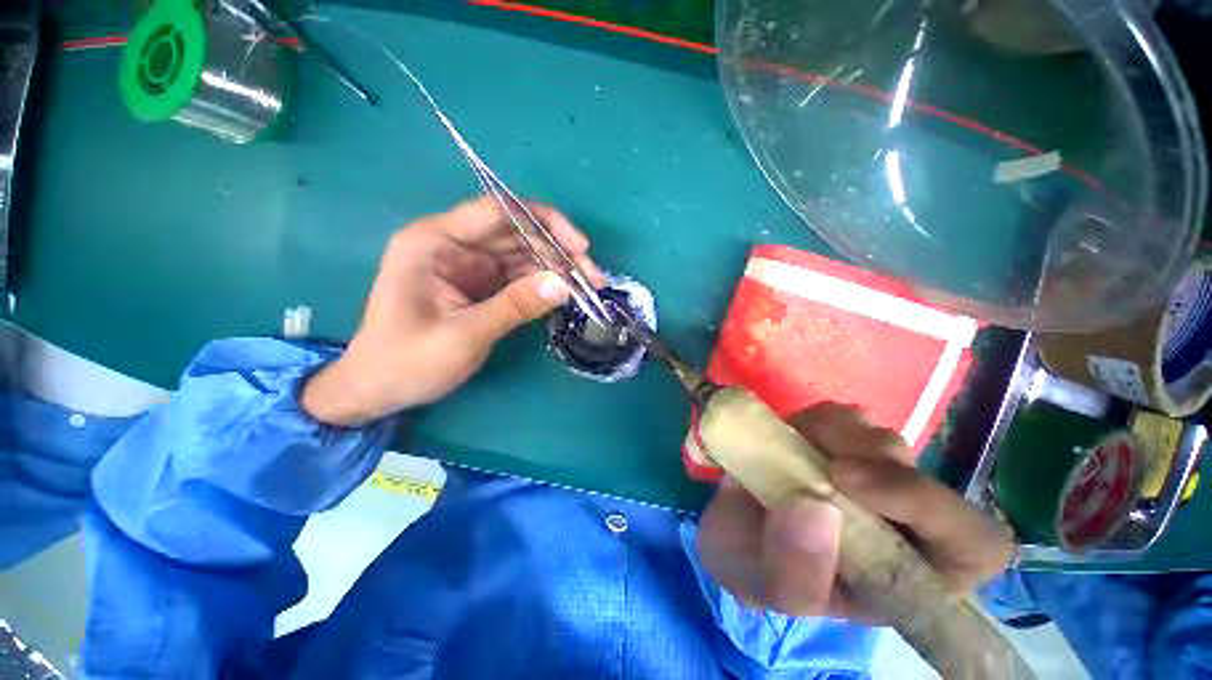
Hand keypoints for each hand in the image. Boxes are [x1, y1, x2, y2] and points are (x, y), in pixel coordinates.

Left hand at [302, 196, 603, 425]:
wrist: (378, 388)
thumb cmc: (408, 361)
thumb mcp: (464, 335)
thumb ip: (515, 306)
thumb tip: (565, 284)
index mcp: (436, 241)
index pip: (499, 211)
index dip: (546, 223)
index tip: (581, 247)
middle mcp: (454, 244)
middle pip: (518, 232)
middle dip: (560, 252)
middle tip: (594, 278)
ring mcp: (469, 264)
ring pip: (524, 254)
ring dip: (558, 269)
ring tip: (588, 289)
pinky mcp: (480, 284)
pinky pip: (519, 276)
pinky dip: (545, 284)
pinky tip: (567, 295)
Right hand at [697, 402, 1013, 618]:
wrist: (724, 522)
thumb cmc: (753, 566)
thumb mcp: (767, 588)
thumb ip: (796, 572)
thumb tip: (814, 505)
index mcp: (903, 573)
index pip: (973, 544)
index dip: (931, 508)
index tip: (846, 481)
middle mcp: (897, 521)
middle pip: (925, 477)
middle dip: (871, 464)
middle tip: (818, 463)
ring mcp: (868, 473)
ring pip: (883, 439)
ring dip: (838, 437)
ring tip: (792, 453)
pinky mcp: (836, 440)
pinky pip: (843, 416)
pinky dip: (815, 419)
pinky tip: (790, 435)